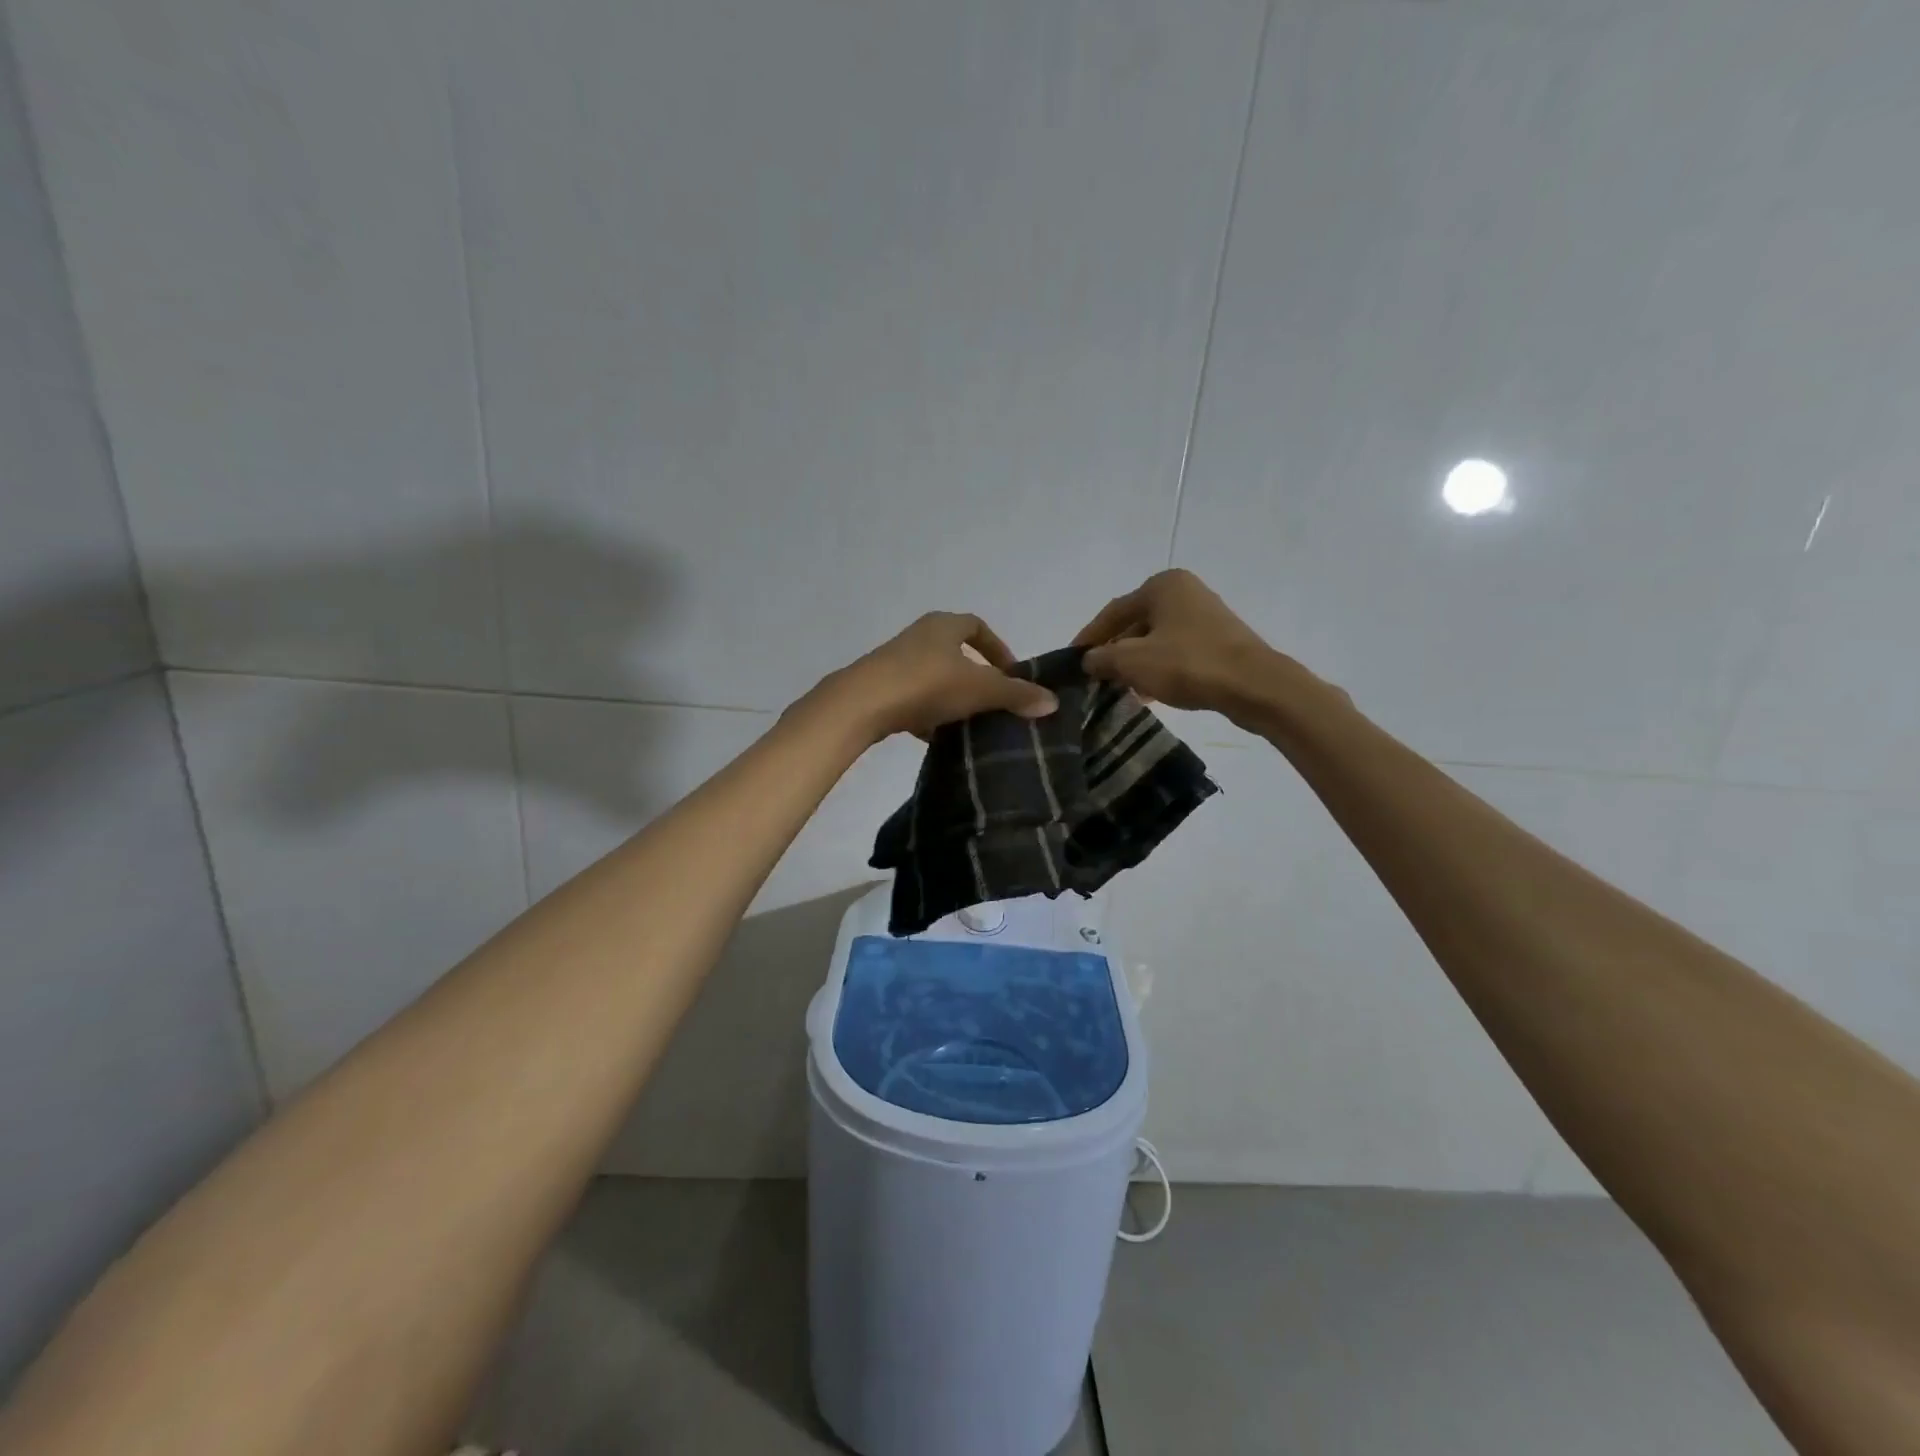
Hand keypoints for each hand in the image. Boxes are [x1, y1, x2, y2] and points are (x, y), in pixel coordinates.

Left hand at [817, 612, 1057, 743]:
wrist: (862, 704)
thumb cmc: (927, 684)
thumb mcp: (980, 689)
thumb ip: (1016, 695)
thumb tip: (1053, 702)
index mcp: (943, 625)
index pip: (977, 627)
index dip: (997, 648)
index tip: (1012, 673)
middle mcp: (918, 636)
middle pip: (954, 652)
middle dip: (975, 676)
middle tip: (993, 701)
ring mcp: (895, 662)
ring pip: (933, 677)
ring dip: (951, 696)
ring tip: (969, 723)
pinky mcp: (879, 688)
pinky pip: (913, 698)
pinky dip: (928, 714)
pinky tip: (936, 737)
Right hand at [1071, 569, 1298, 720]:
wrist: (1254, 685)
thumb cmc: (1188, 664)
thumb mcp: (1132, 662)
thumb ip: (1102, 658)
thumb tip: (1088, 660)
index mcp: (1162, 586)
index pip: (1112, 612)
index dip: (1088, 638)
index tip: (1071, 660)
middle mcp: (1184, 592)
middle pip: (1135, 624)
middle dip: (1113, 652)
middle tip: (1094, 677)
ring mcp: (1204, 616)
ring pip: (1155, 640)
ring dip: (1135, 664)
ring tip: (1118, 689)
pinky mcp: (1218, 641)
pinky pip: (1176, 652)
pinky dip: (1158, 669)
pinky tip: (1147, 693)